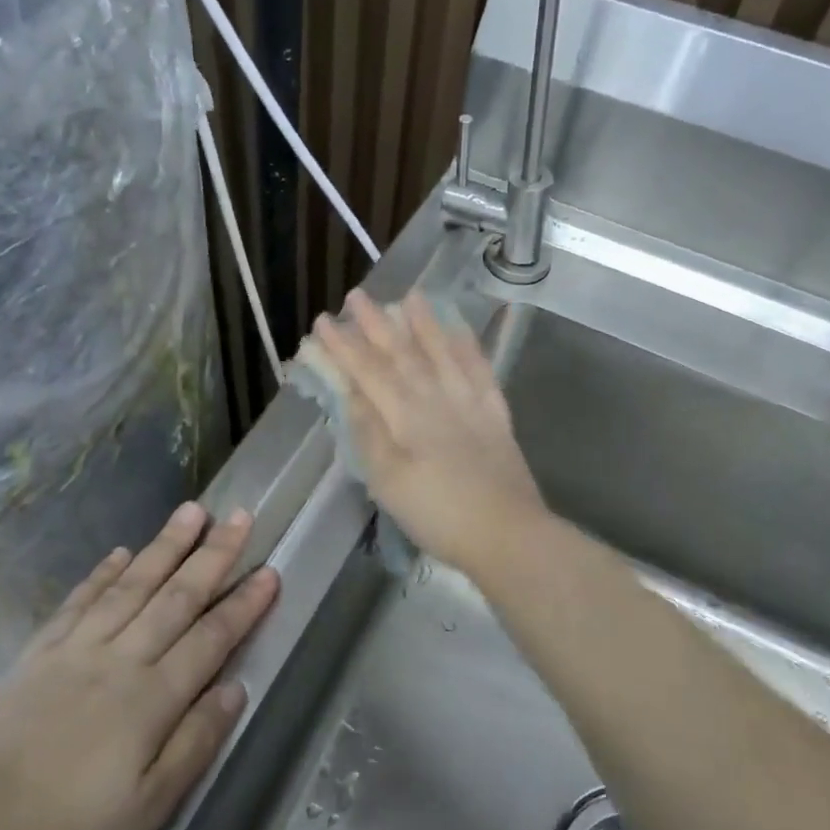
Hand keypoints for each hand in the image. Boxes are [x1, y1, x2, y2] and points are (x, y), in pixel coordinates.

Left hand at [0, 503, 277, 829]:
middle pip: (176, 597)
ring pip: (131, 586)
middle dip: (213, 555)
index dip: (244, 604)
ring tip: (190, 511)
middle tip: (240, 516)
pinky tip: (119, 553)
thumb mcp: (150, 806)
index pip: (211, 638)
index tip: (270, 570)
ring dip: (164, 547)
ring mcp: (76, 650)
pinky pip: (78, 603)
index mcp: (153, 697)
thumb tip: (236, 689)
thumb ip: (196, 742)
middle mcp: (120, 659)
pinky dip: (101, 574)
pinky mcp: (38, 654)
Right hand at [313, 289, 547, 576]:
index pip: (368, 371)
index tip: (322, 321)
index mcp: (406, 415)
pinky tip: (460, 331)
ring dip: (424, 323)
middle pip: (402, 353)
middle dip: (376, 323)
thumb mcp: (388, 482)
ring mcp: (470, 402)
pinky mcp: (495, 414)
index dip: (344, 346)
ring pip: (443, 352)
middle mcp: (437, 397)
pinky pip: (480, 369)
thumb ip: (370, 433)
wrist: (506, 534)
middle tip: (357, 296)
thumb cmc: (438, 514)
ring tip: (410, 296)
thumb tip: (352, 393)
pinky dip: (468, 346)